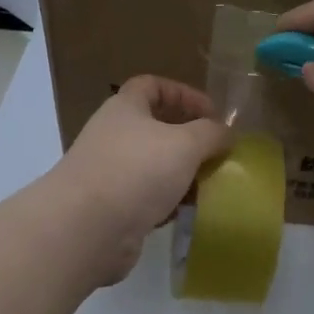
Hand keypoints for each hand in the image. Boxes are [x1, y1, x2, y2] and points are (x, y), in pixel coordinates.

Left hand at [43, 76, 230, 284]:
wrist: (87, 228)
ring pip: (154, 166)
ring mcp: (110, 172)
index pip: (152, 85)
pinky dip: (168, 202)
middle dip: (188, 139)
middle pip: (155, 128)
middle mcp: (113, 135)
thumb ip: (211, 133)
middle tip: (216, 153)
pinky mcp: (112, 207)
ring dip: (182, 174)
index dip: (184, 94)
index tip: (212, 113)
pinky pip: (147, 198)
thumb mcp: (185, 144)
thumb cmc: (137, 171)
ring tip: (209, 185)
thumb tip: (226, 133)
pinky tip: (187, 212)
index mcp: (125, 108)